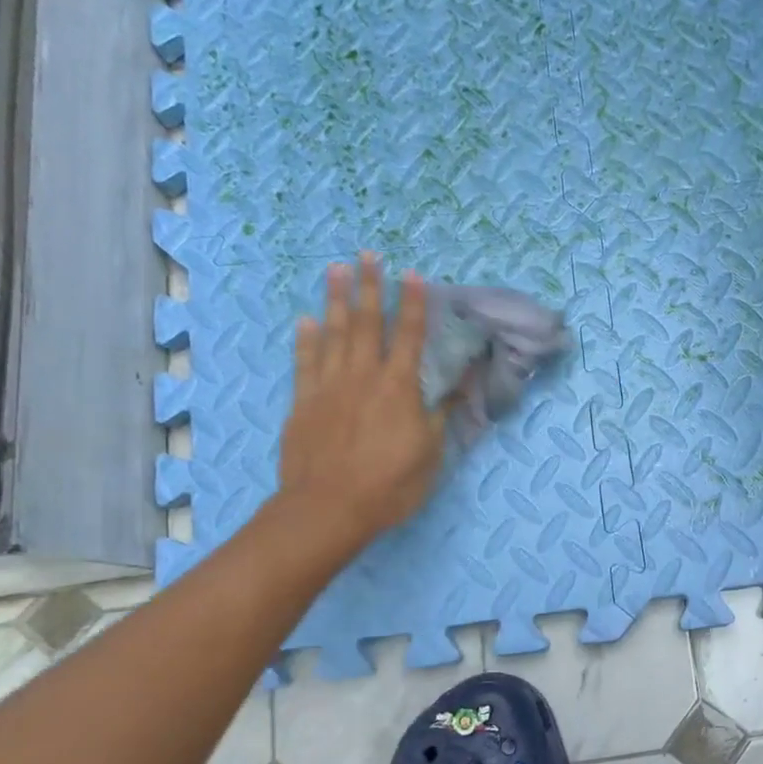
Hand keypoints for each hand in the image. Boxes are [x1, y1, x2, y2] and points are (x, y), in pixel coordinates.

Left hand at [277, 253, 446, 545]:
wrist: (328, 508)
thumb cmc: (389, 485)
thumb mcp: (430, 454)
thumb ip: (440, 414)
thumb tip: (459, 385)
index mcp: (399, 387)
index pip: (410, 336)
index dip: (413, 304)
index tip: (412, 274)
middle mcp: (363, 376)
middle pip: (367, 323)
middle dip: (370, 287)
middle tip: (367, 255)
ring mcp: (328, 386)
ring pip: (333, 333)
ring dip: (337, 299)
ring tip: (336, 269)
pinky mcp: (303, 402)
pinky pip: (305, 362)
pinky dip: (306, 339)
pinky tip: (307, 320)